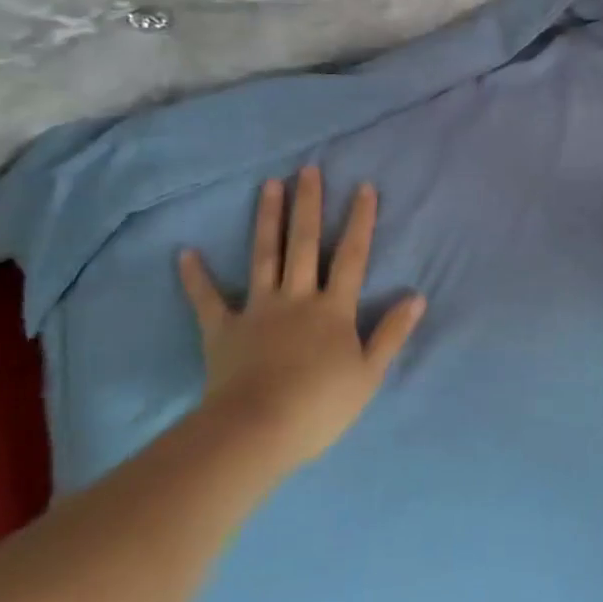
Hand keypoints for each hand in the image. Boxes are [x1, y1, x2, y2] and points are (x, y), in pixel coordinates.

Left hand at [178, 167, 423, 469]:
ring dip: (267, 219)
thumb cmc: (319, 406)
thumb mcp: (369, 374)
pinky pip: (208, 299)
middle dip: (308, 205)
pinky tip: (185, 253)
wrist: (256, 431)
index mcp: (333, 309)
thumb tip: (417, 296)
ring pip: (265, 256)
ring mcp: (258, 310)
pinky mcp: (223, 330)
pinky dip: (196, 277)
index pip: (352, 256)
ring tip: (269, 185)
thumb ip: (391, 333)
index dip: (360, 221)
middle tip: (307, 169)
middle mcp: (297, 298)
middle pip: (305, 244)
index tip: (363, 187)